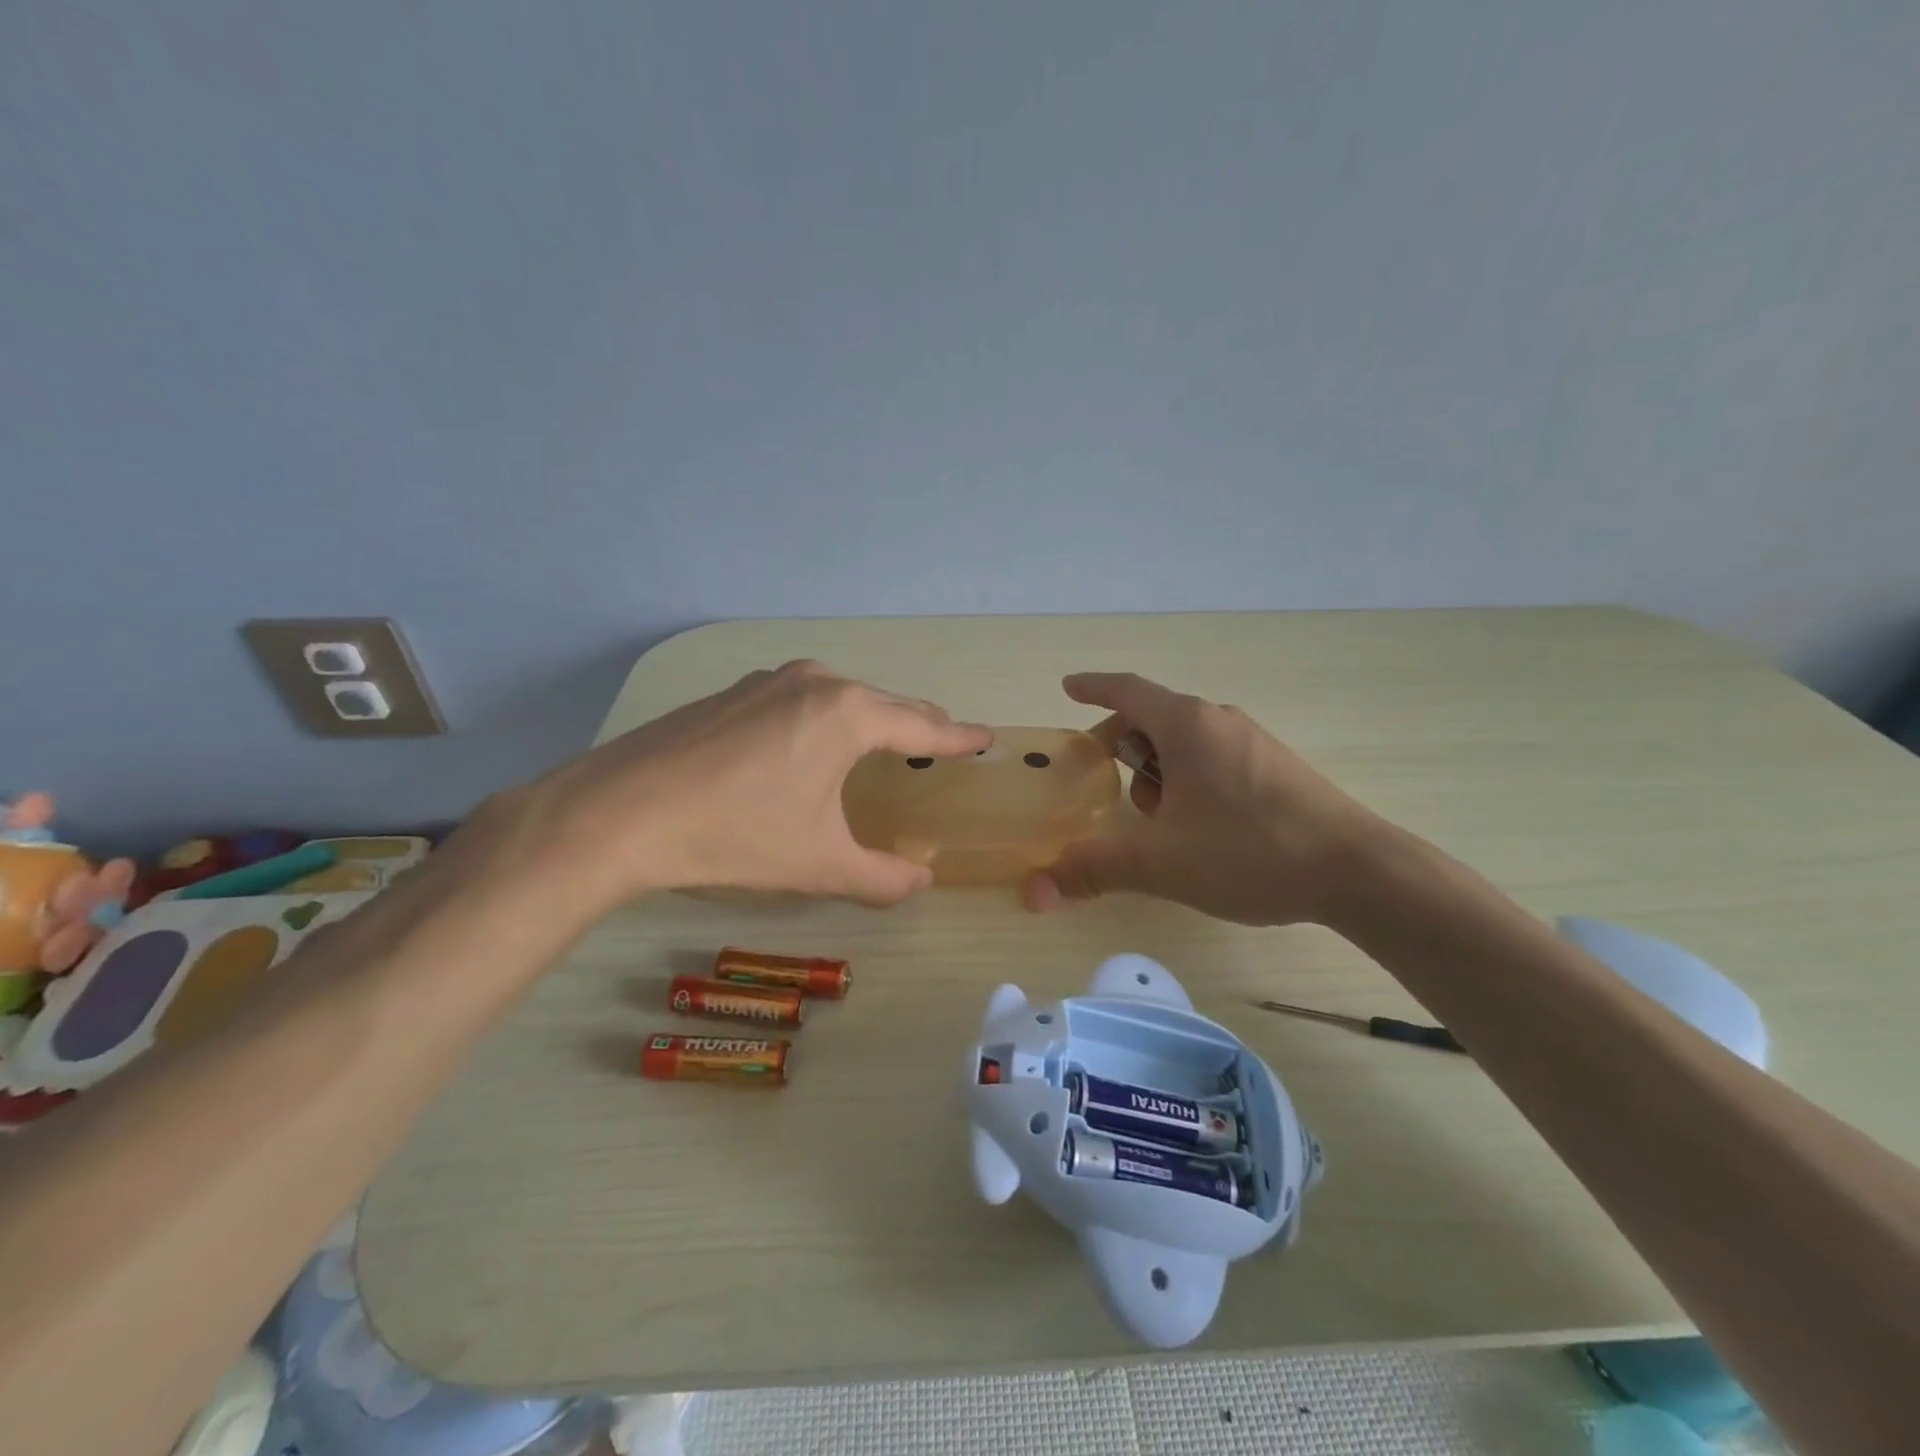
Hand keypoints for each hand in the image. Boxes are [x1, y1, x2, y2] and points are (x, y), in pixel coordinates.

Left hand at [490, 661, 991, 913]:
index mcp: (848, 716)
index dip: (959, 738)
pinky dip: (827, 718)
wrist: (619, 811)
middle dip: (919, 725)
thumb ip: (880, 878)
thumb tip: (920, 883)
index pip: (923, 727)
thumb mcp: (818, 864)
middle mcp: (815, 684)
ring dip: (872, 718)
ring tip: (886, 741)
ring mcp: (769, 682)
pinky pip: (802, 700)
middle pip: (886, 704)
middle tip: (944, 743)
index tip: (987, 738)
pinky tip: (813, 742)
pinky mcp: (733, 693)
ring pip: (843, 697)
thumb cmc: (735, 835)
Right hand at [1025, 672, 1381, 925]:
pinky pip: (1214, 757)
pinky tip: (1197, 826)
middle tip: (1102, 782)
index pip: (1127, 691)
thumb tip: (1036, 888)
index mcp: (1187, 725)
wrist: (1358, 871)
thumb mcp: (1162, 863)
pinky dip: (1188, 778)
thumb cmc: (1250, 851)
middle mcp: (1219, 720)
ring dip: (1157, 769)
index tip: (1068, 688)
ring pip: (1185, 741)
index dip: (1092, 688)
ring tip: (1156, 819)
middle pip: (1153, 718)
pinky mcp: (1275, 767)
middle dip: (1121, 746)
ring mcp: (1252, 742)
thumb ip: (1096, 870)